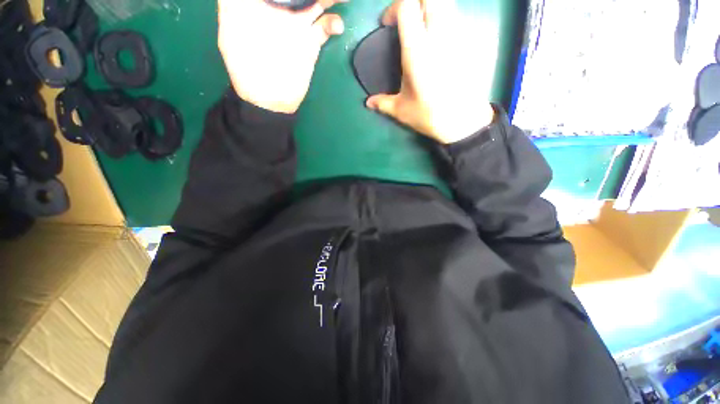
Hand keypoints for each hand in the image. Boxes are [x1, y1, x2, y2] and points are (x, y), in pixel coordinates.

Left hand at [218, 0, 344, 113]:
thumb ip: (231, 5)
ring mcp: (296, 25)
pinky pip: (324, 27)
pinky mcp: (310, 43)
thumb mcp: (230, 34)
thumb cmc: (245, 70)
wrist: (269, 101)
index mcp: (256, 4)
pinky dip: (332, 23)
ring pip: (315, 2)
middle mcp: (278, 9)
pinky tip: (337, 24)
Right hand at [366, 0, 494, 143]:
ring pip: (446, 3)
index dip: (394, 8)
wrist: (463, 121)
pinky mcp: (468, 44)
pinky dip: (444, 19)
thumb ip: (383, 103)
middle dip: (415, 2)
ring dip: (430, 7)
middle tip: (405, 19)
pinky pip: (456, 18)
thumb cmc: (429, 115)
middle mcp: (439, 35)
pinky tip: (437, 40)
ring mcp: (457, 37)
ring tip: (420, 27)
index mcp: (417, 50)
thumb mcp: (401, 110)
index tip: (387, 25)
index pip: (407, 6)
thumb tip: (368, 103)